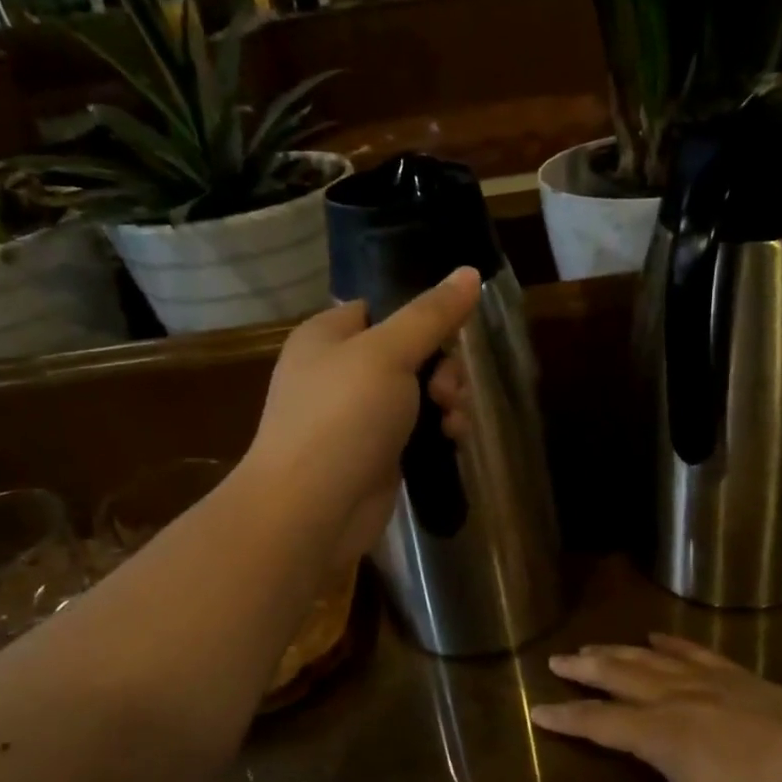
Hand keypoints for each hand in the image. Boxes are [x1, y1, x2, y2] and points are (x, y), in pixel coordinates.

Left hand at [246, 268, 480, 566]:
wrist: (311, 509)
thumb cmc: (342, 417)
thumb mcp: (388, 354)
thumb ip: (431, 315)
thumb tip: (470, 272)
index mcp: (328, 335)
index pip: (382, 307)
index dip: (422, 317)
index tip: (451, 333)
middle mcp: (340, 371)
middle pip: (410, 352)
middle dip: (442, 368)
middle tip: (446, 391)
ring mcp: (357, 416)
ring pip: (418, 393)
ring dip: (446, 401)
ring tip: (453, 422)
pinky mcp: (376, 454)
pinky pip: (417, 430)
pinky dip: (437, 431)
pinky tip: (452, 441)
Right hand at [533, 635, 781, 781]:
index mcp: (661, 736)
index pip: (600, 721)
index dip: (567, 716)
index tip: (538, 709)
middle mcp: (677, 698)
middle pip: (620, 677)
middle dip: (585, 669)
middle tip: (556, 659)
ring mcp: (710, 682)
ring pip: (652, 659)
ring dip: (618, 652)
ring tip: (593, 646)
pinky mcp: (740, 676)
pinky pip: (695, 651)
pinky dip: (671, 642)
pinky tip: (658, 637)